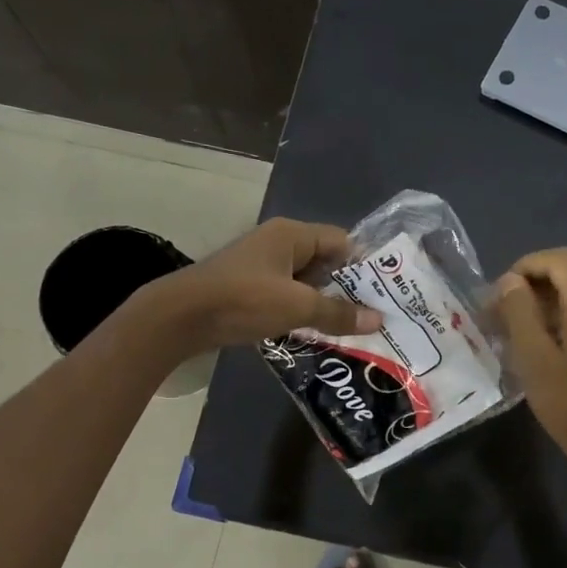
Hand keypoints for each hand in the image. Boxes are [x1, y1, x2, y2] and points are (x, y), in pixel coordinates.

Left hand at [141, 218, 380, 353]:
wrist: (179, 317)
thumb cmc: (243, 301)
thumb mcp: (297, 308)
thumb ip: (338, 313)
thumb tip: (377, 320)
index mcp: (292, 235)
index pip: (342, 242)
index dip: (365, 266)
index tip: (386, 292)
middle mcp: (278, 243)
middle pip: (325, 261)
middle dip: (347, 288)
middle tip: (374, 314)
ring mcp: (261, 265)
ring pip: (305, 281)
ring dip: (324, 303)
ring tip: (352, 328)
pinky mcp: (248, 287)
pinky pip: (286, 295)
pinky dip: (301, 311)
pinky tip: (315, 333)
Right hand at [494, 248, 566, 483]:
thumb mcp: (534, 358)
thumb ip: (520, 312)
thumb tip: (511, 281)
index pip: (558, 260)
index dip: (525, 266)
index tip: (498, 294)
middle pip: (564, 277)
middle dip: (527, 289)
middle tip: (495, 318)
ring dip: (537, 309)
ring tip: (507, 337)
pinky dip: (552, 324)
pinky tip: (532, 352)